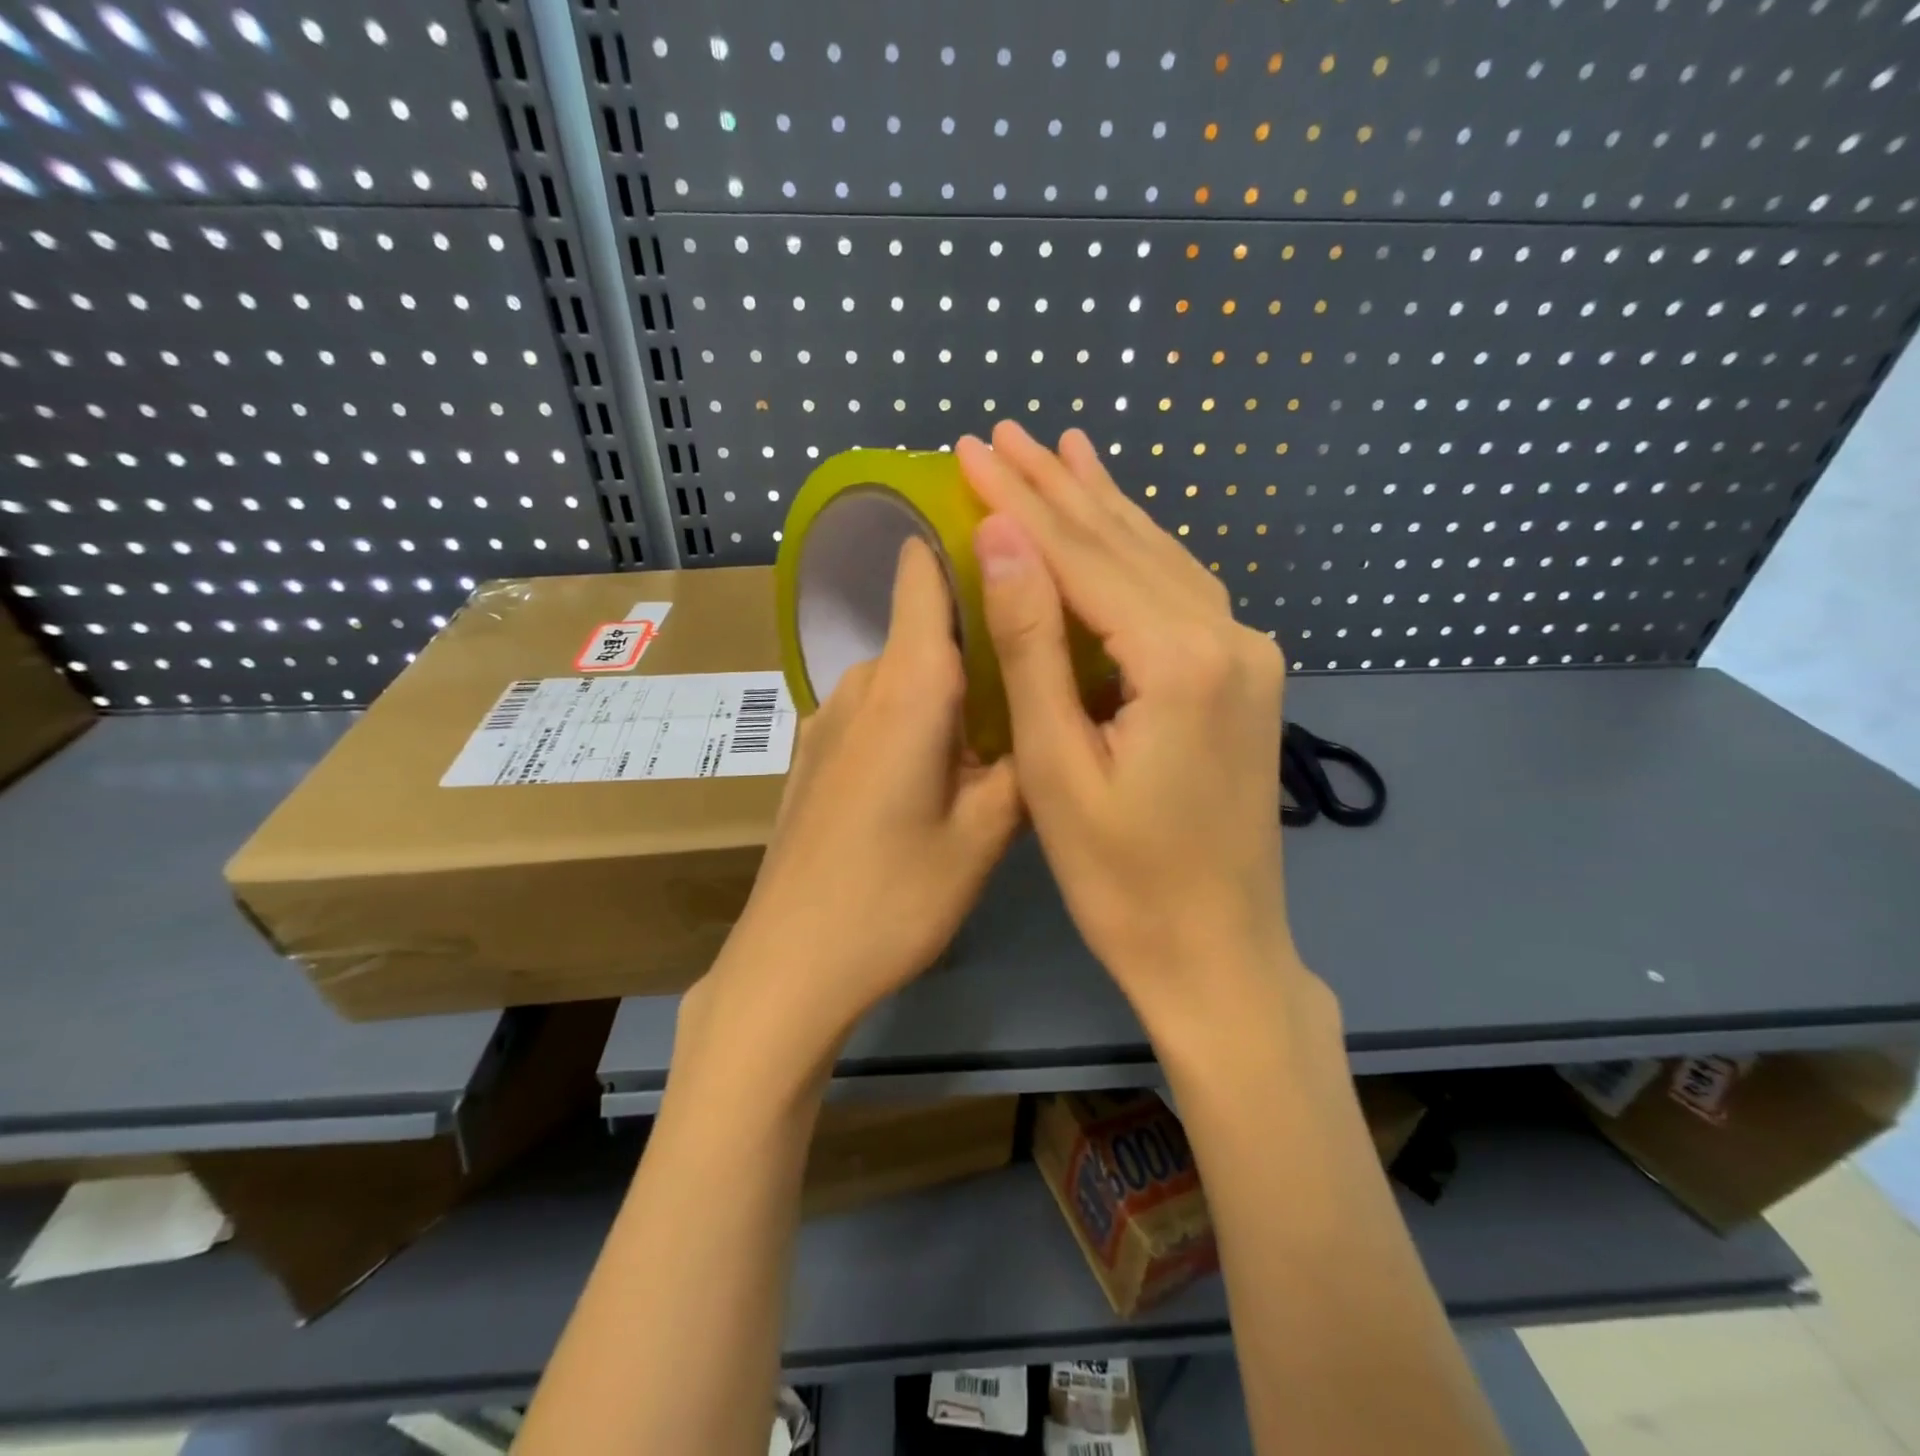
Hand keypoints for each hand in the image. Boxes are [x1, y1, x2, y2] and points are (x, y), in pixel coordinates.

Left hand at [697, 535, 1021, 1055]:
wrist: (789, 964)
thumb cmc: (893, 899)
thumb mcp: (985, 836)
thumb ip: (1024, 760)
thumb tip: (1051, 711)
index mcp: (907, 688)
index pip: (921, 573)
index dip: (959, 540)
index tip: (1013, 539)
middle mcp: (861, 685)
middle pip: (922, 625)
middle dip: (979, 630)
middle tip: (1039, 659)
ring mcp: (828, 719)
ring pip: (902, 673)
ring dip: (950, 683)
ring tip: (1001, 721)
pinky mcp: (815, 754)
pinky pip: (877, 710)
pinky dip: (917, 715)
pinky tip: (942, 765)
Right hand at [957, 422, 1317, 1036]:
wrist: (1217, 951)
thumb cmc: (1121, 879)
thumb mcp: (1057, 767)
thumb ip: (1033, 646)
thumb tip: (1002, 539)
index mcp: (1180, 658)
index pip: (1082, 557)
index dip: (1019, 502)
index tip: (969, 450)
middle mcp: (1228, 635)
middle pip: (1125, 543)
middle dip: (1056, 487)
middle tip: (1001, 434)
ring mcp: (1247, 652)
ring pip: (1161, 556)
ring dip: (1103, 505)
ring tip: (1061, 449)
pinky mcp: (1246, 674)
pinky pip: (1184, 590)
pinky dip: (1142, 549)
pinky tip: (1120, 521)